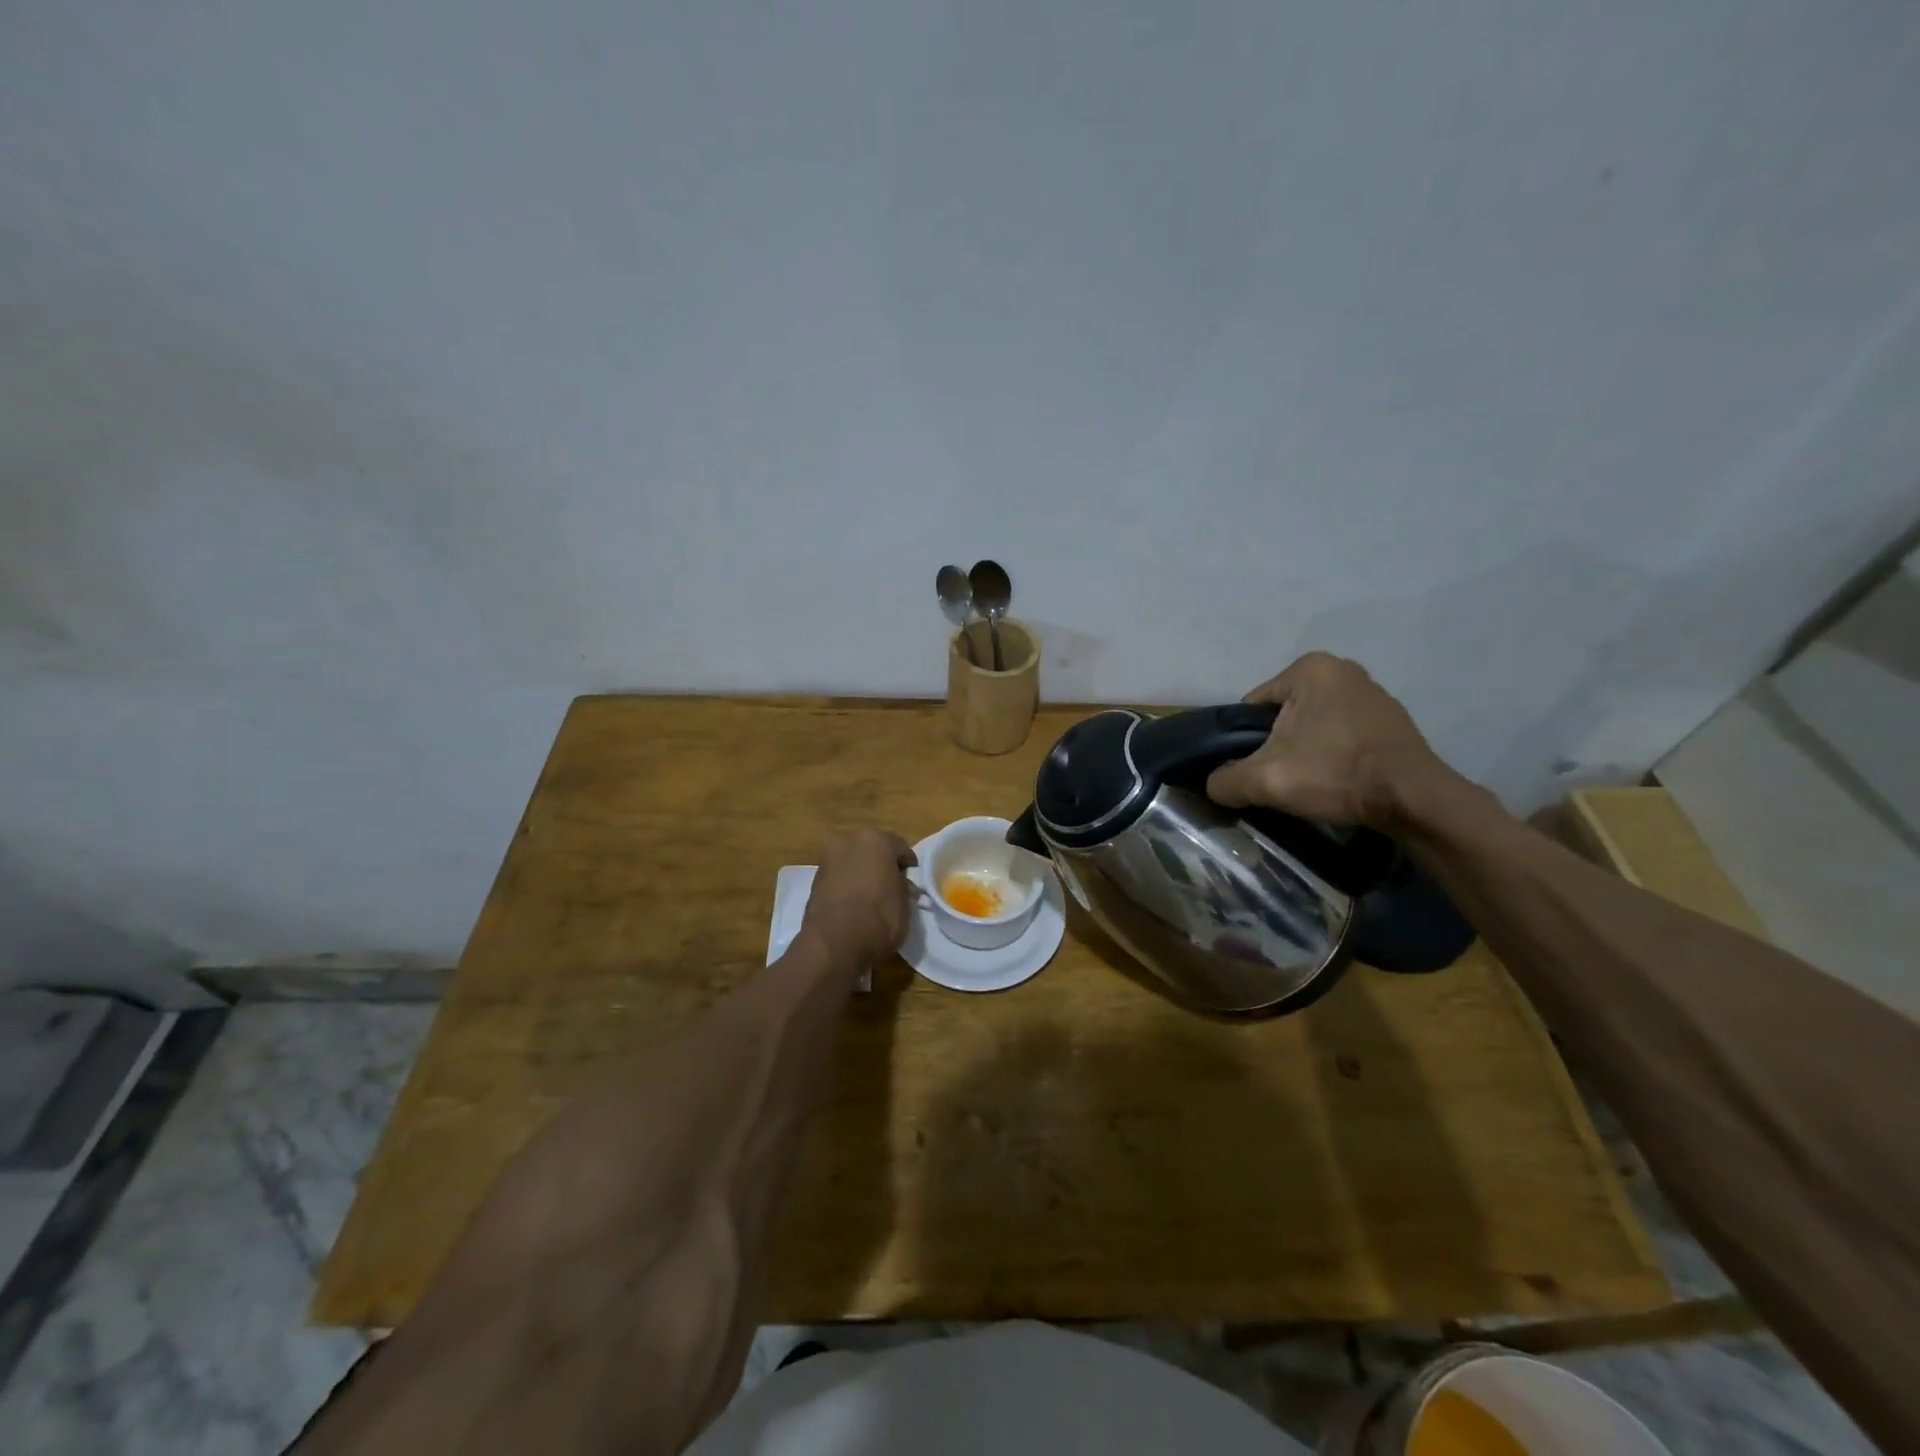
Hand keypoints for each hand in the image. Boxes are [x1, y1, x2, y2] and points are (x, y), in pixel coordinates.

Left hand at [801, 828, 916, 965]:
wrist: (835, 942)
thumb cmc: (879, 916)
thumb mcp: (905, 903)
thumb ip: (903, 888)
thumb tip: (901, 886)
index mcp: (875, 838)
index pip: (900, 848)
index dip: (909, 867)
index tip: (912, 883)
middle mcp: (848, 841)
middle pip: (873, 851)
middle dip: (883, 867)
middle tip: (892, 888)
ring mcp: (828, 859)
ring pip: (853, 863)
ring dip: (863, 875)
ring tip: (872, 900)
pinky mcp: (814, 880)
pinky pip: (839, 878)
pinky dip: (847, 886)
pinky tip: (854, 906)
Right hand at [1204, 652, 1452, 829]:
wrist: (1415, 801)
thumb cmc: (1336, 774)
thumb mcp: (1264, 780)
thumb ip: (1224, 780)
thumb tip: (1212, 785)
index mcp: (1309, 668)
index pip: (1252, 708)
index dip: (1245, 743)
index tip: (1257, 770)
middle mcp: (1341, 668)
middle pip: (1281, 716)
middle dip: (1276, 746)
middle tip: (1281, 779)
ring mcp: (1371, 692)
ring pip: (1311, 726)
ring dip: (1304, 751)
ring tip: (1310, 782)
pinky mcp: (1389, 719)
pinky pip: (1340, 733)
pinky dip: (1332, 754)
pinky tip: (1336, 778)